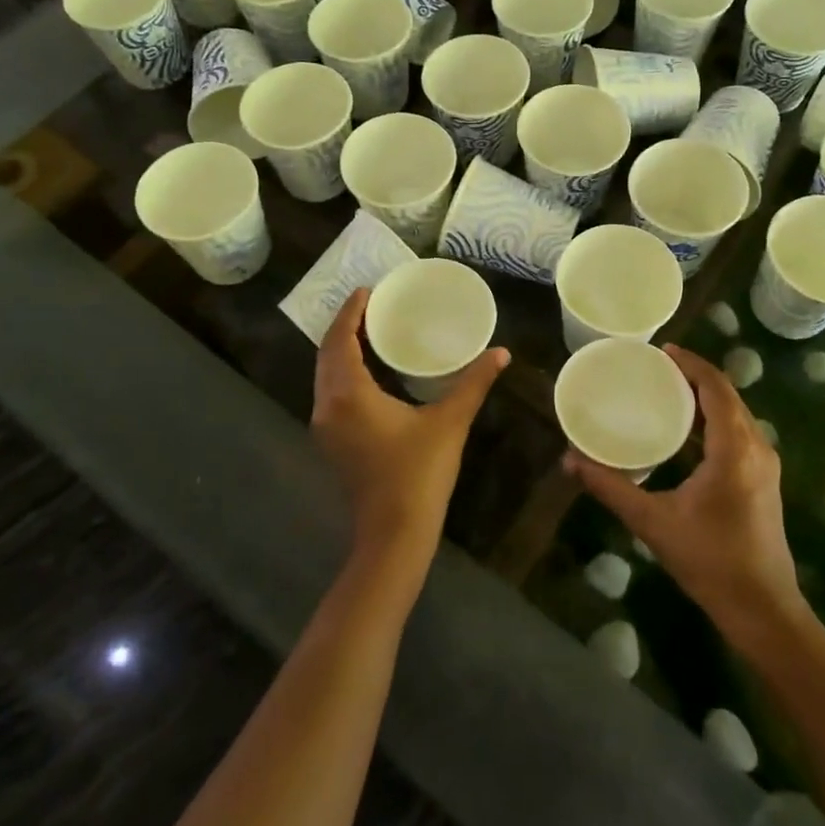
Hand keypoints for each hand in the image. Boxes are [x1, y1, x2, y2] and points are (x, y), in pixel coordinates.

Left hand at [312, 289, 508, 568]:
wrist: (394, 534)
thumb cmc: (420, 473)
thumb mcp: (449, 422)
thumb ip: (473, 383)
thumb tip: (501, 352)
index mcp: (349, 394)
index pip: (340, 340)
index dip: (350, 312)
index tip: (366, 291)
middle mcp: (327, 405)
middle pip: (326, 354)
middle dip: (343, 326)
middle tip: (369, 305)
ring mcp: (324, 427)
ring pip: (324, 375)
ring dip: (340, 350)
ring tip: (367, 330)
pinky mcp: (330, 442)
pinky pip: (329, 393)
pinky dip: (341, 372)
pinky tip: (365, 371)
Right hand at [565, 345, 804, 641]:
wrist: (763, 609)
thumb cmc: (710, 561)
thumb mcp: (653, 522)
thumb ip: (611, 487)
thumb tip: (571, 461)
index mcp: (735, 449)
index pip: (716, 388)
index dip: (691, 364)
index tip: (661, 351)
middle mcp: (757, 447)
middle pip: (728, 395)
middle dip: (695, 375)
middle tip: (657, 367)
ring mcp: (765, 464)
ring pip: (736, 414)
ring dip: (707, 396)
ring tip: (668, 390)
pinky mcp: (764, 480)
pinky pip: (739, 432)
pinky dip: (715, 418)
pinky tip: (688, 430)